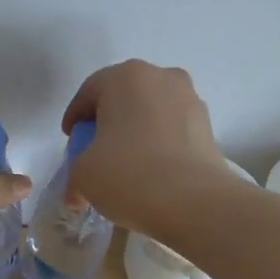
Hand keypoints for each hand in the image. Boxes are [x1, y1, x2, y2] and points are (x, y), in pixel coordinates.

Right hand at [61, 61, 231, 226]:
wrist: (193, 201)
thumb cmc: (127, 174)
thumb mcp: (83, 175)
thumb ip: (76, 174)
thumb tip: (77, 194)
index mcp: (125, 77)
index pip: (89, 91)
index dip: (75, 118)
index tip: (71, 141)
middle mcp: (161, 77)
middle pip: (124, 97)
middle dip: (108, 121)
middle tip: (96, 150)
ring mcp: (190, 100)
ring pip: (152, 112)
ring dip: (137, 131)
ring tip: (127, 164)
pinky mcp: (208, 126)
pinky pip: (173, 130)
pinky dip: (160, 144)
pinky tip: (153, 171)